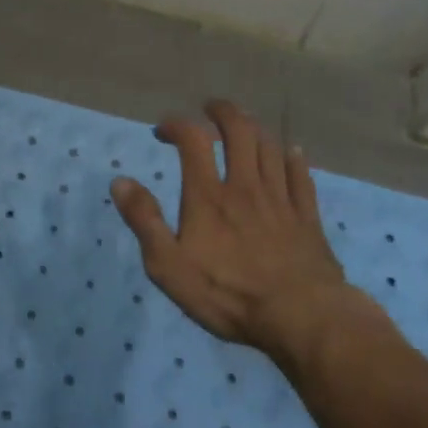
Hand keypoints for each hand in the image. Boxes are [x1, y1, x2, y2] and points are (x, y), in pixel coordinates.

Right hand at [111, 101, 357, 375]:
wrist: (301, 318)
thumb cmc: (228, 294)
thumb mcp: (169, 265)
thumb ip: (144, 220)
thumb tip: (120, 181)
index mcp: (208, 195)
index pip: (193, 139)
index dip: (177, 125)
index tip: (163, 130)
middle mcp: (245, 186)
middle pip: (240, 131)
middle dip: (223, 112)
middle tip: (210, 109)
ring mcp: (280, 200)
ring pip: (270, 147)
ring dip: (255, 129)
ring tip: (244, 126)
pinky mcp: (307, 218)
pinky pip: (301, 176)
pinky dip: (293, 158)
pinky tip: (291, 152)